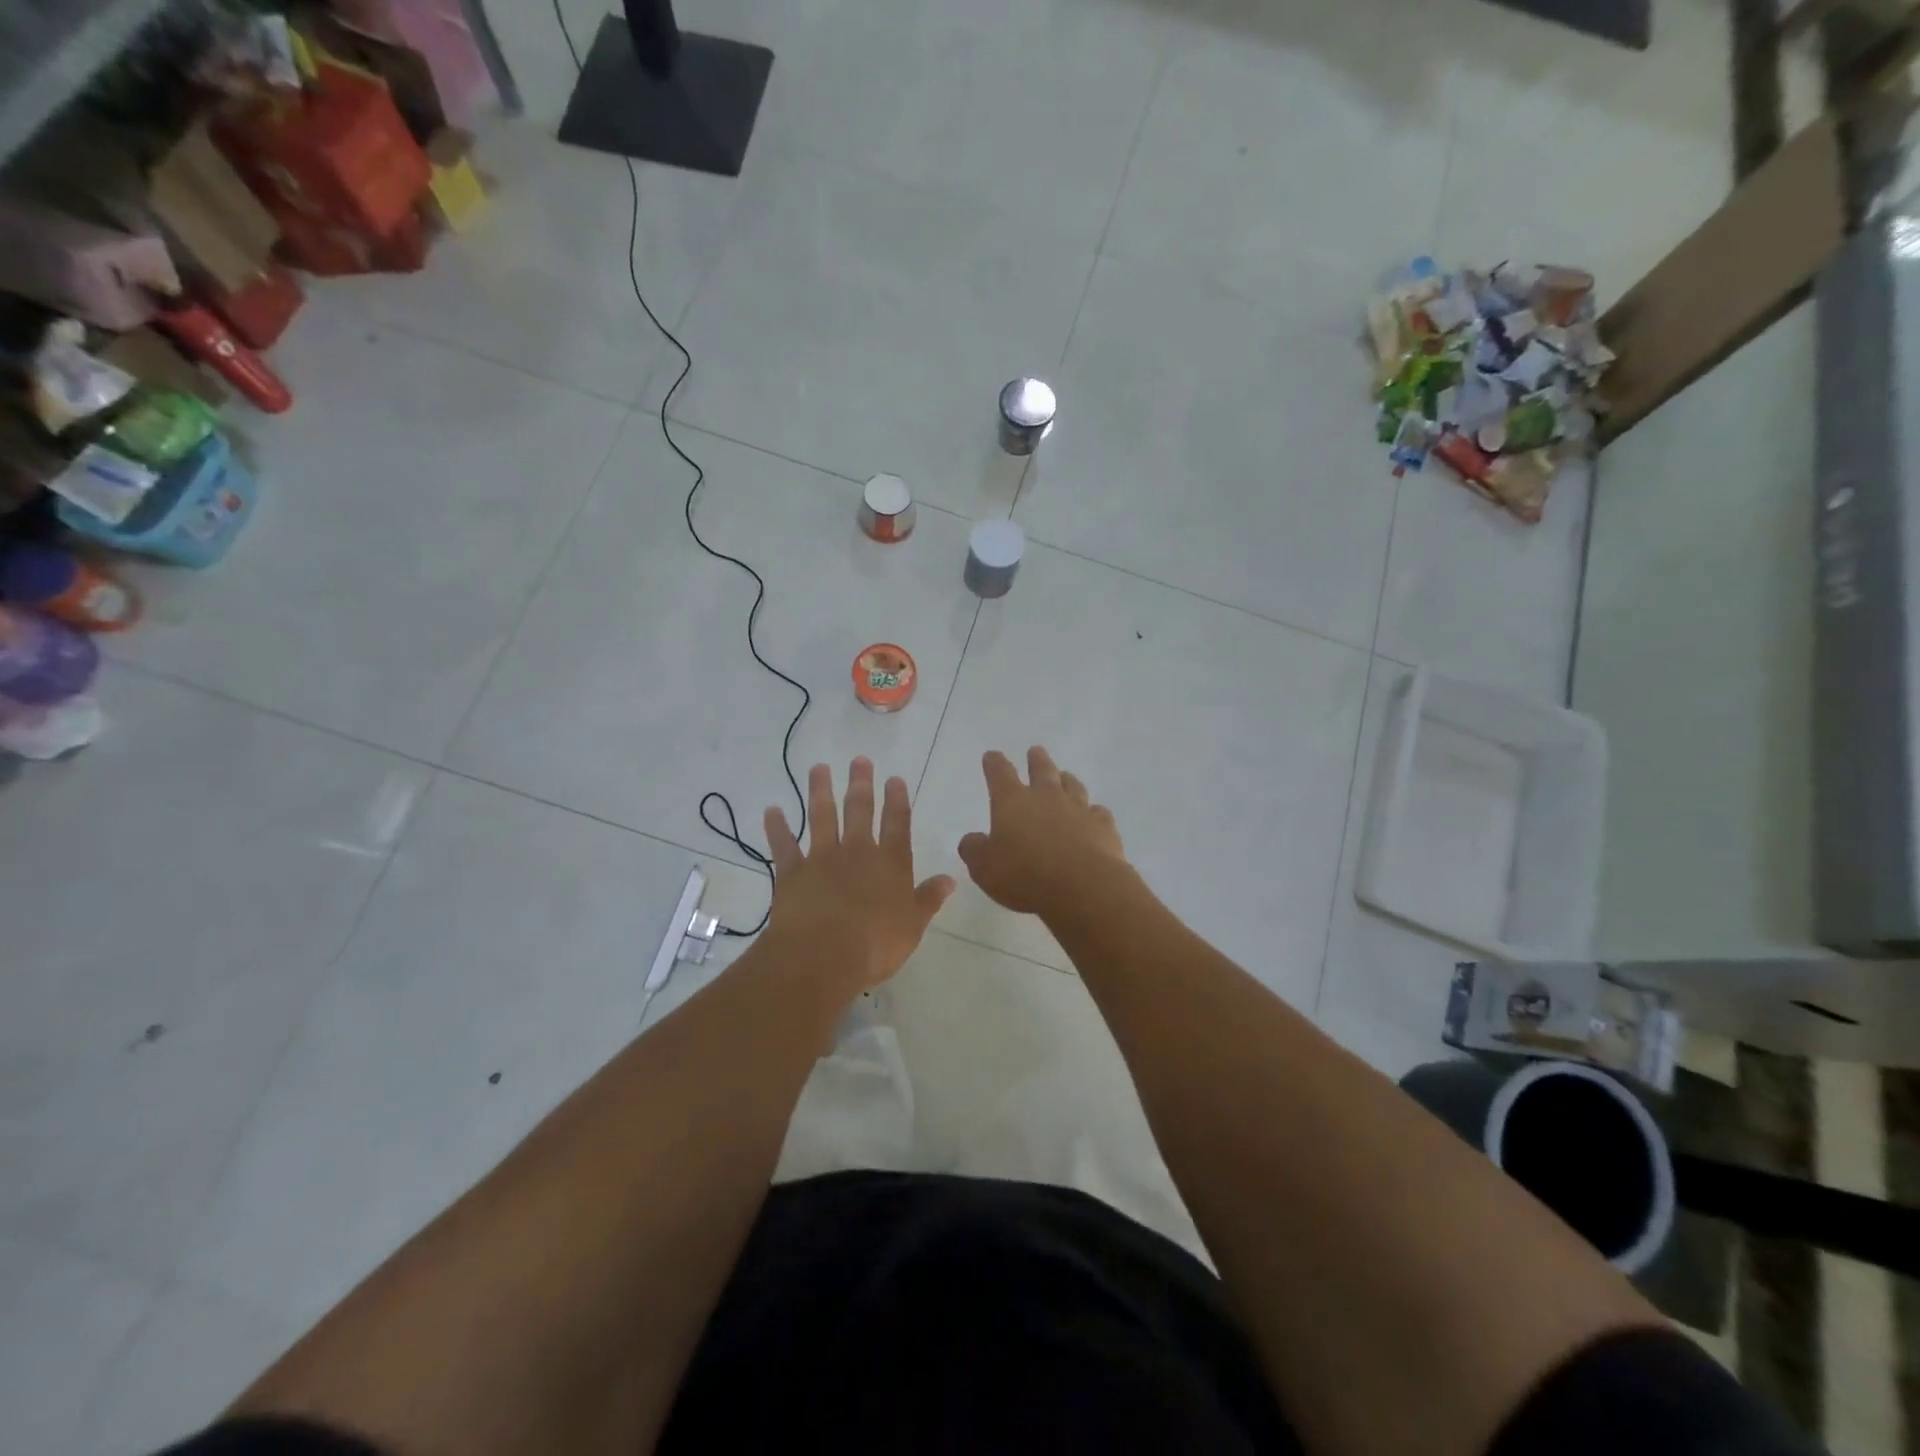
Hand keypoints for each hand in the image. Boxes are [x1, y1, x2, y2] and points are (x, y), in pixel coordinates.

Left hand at [764, 758, 954, 993]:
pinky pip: (783, 845)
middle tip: (859, 760)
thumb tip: (950, 879)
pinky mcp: (792, 872)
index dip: (897, 800)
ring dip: (820, 791)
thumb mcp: (913, 925)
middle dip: (861, 784)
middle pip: (860, 810)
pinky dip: (777, 828)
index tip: (894, 778)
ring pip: (822, 817)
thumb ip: (928, 899)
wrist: (823, 955)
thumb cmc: (875, 945)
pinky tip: (772, 811)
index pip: (897, 824)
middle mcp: (857, 852)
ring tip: (819, 768)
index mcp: (890, 864)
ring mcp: (822, 858)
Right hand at [958, 747, 1127, 916]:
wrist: (1083, 886)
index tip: (992, 755)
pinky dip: (1093, 812)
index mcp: (1013, 802)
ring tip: (1065, 776)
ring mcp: (1078, 809)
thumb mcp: (985, 868)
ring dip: (1067, 779)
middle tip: (1035, 751)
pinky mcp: (1103, 826)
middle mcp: (1046, 797)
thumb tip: (971, 840)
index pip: (1000, 774)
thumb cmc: (1025, 875)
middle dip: (1036, 760)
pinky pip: (1098, 812)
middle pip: (1042, 770)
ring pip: (1073, 786)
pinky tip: (1094, 815)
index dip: (994, 763)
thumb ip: (974, 851)